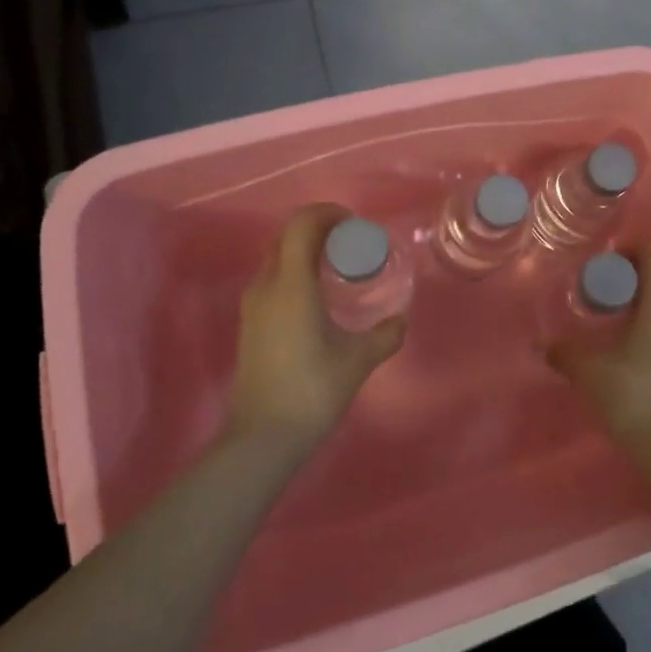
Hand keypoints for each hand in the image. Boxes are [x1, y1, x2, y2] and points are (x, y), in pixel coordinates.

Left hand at [227, 205, 405, 448]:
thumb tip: (400, 321)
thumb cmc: (313, 389)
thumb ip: (385, 335)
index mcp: (291, 284)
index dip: (328, 214)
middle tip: (351, 243)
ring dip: (305, 250)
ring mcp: (253, 305)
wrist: (263, 437)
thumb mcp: (358, 360)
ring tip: (338, 267)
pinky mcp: (250, 323)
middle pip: (286, 236)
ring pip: (277, 257)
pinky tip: (319, 296)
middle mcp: (266, 286)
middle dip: (318, 229)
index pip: (302, 225)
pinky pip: (273, 279)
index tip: (355, 225)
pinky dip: (295, 271)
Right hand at [549, 242, 650, 459]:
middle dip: (629, 281)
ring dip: (639, 307)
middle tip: (599, 298)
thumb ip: (566, 354)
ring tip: (610, 328)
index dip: (633, 247)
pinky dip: (650, 328)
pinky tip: (629, 355)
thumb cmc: (635, 400)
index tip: (608, 263)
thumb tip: (546, 347)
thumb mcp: (591, 374)